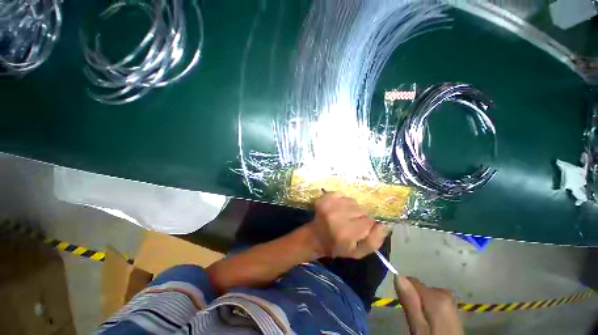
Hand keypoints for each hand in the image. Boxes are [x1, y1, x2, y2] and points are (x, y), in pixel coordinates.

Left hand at [307, 192, 387, 258]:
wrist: (316, 236)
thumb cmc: (337, 246)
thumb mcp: (358, 252)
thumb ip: (374, 241)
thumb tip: (384, 224)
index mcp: (345, 232)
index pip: (369, 221)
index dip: (367, 226)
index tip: (359, 230)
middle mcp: (337, 215)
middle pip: (361, 210)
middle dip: (360, 217)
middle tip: (351, 224)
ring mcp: (329, 204)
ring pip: (354, 202)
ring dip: (352, 208)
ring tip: (344, 216)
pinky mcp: (325, 197)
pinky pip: (343, 195)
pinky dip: (343, 201)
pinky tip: (338, 209)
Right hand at [394, 276, 463, 334]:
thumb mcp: (419, 328)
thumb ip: (410, 302)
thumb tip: (398, 276)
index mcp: (437, 296)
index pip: (412, 281)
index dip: (405, 292)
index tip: (405, 308)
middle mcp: (446, 294)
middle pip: (421, 288)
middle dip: (415, 300)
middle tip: (415, 320)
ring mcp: (452, 303)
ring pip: (428, 296)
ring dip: (423, 305)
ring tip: (424, 323)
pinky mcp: (454, 311)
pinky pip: (436, 302)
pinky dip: (431, 310)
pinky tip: (433, 323)